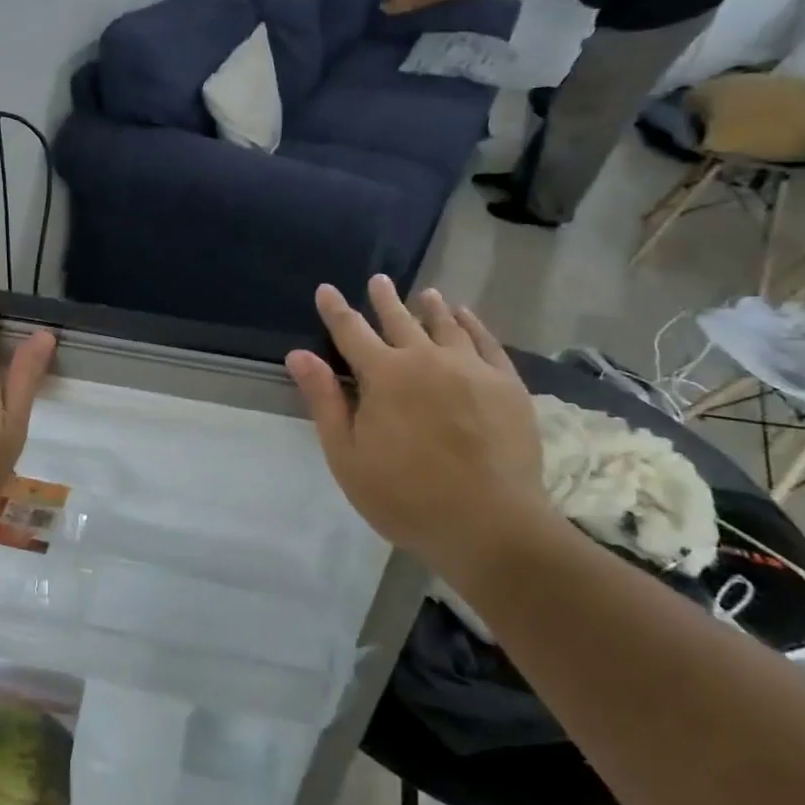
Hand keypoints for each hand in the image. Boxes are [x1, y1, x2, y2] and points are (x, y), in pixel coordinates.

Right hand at [285, 278, 554, 574]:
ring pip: (445, 325)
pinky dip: (472, 324)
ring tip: (425, 294)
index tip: (326, 289)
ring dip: (430, 307)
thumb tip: (298, 354)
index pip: (351, 331)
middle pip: (399, 320)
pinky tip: (466, 317)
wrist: (490, 524)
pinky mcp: (506, 384)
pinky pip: (486, 342)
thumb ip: (324, 401)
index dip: (335, 310)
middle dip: (384, 299)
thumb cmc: (405, 496)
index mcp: (383, 375)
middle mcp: (425, 359)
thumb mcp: (347, 455)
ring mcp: (470, 368)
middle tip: (378, 280)